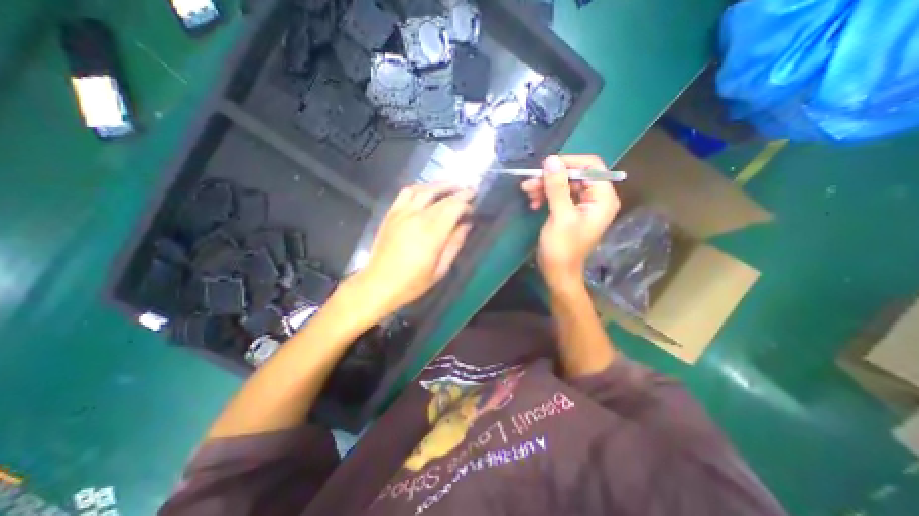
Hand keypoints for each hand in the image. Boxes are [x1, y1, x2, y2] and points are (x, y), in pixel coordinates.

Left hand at [349, 184, 469, 316]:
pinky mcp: (391, 214)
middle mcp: (417, 217)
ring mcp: (402, 213)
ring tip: (452, 186)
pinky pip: (406, 193)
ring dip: (440, 186)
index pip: (453, 208)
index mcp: (432, 233)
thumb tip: (466, 225)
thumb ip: (454, 244)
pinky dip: (419, 188)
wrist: (379, 284)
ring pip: (424, 190)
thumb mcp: (440, 269)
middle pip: (442, 198)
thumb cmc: (413, 282)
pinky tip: (426, 190)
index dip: (466, 203)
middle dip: (458, 192)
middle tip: (470, 191)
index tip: (474, 205)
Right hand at [519, 154, 619, 290]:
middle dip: (551, 177)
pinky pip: (559, 195)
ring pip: (564, 184)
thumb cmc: (563, 248)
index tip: (545, 166)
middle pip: (575, 175)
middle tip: (530, 182)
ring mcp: (583, 205)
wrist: (558, 273)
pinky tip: (533, 202)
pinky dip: (546, 195)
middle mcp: (596, 198)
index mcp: (603, 198)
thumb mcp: (560, 216)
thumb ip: (557, 187)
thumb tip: (551, 161)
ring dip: (545, 186)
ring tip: (527, 191)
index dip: (568, 163)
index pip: (590, 167)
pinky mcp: (571, 211)